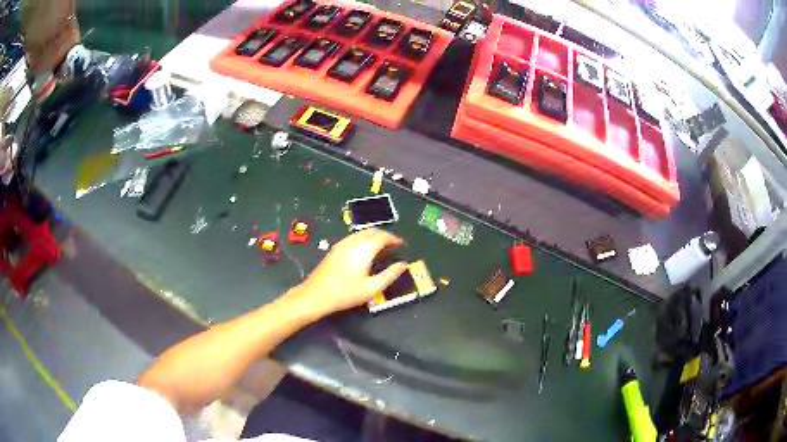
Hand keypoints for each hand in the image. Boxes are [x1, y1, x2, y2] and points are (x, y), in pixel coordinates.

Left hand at [289, 229, 406, 316]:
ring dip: (374, 236)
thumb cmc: (346, 293)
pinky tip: (365, 251)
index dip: (395, 239)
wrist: (316, 294)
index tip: (402, 245)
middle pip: (372, 231)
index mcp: (365, 248)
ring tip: (382, 248)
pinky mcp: (335, 249)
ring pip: (362, 233)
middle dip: (385, 236)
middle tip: (394, 245)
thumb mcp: (372, 287)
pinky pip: (354, 237)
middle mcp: (353, 241)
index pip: (383, 236)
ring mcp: (342, 243)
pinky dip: (364, 239)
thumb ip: (390, 275)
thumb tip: (403, 264)